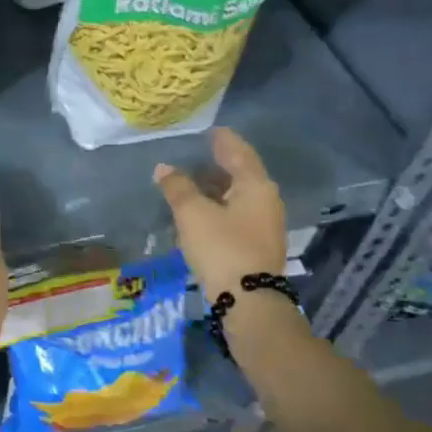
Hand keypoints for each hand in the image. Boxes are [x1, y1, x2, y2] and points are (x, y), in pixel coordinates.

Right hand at [152, 127, 287, 298]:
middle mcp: (266, 199)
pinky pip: (238, 212)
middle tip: (197, 152)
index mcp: (255, 185)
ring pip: (240, 194)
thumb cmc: (221, 248)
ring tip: (194, 179)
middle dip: (219, 162)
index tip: (209, 129)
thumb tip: (164, 168)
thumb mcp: (192, 214)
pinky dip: (221, 203)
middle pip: (242, 172)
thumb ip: (177, 187)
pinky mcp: (258, 243)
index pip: (238, 151)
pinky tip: (203, 208)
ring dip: (218, 185)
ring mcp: (265, 223)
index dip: (222, 139)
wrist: (249, 301)